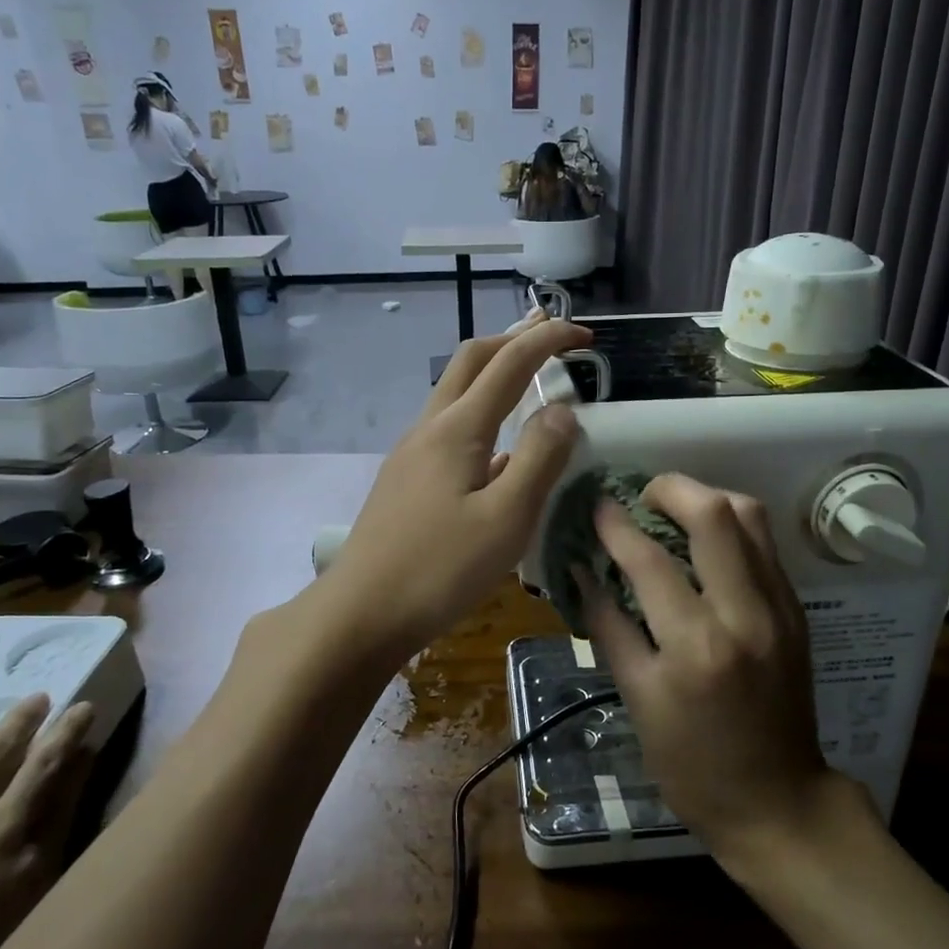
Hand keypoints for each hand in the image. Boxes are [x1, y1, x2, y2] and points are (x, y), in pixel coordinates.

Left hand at [319, 309, 589, 657]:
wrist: (361, 612)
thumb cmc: (439, 569)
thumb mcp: (506, 518)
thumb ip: (540, 459)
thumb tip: (563, 410)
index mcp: (457, 429)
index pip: (509, 363)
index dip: (548, 340)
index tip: (586, 336)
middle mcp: (430, 428)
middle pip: (471, 360)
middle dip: (514, 339)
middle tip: (552, 336)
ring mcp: (412, 453)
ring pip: (456, 392)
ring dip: (494, 373)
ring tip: (530, 378)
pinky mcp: (406, 479)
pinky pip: (450, 427)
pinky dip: (482, 413)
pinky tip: (501, 448)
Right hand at [579, 474, 857, 853]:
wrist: (779, 802)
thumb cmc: (692, 764)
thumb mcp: (637, 700)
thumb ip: (608, 626)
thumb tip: (582, 572)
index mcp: (697, 646)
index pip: (649, 560)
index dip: (614, 525)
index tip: (596, 507)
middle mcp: (745, 614)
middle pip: (715, 514)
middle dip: (669, 488)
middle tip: (639, 498)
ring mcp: (780, 608)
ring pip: (750, 517)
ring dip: (706, 499)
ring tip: (672, 512)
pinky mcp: (796, 610)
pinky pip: (763, 544)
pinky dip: (730, 527)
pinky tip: (703, 543)